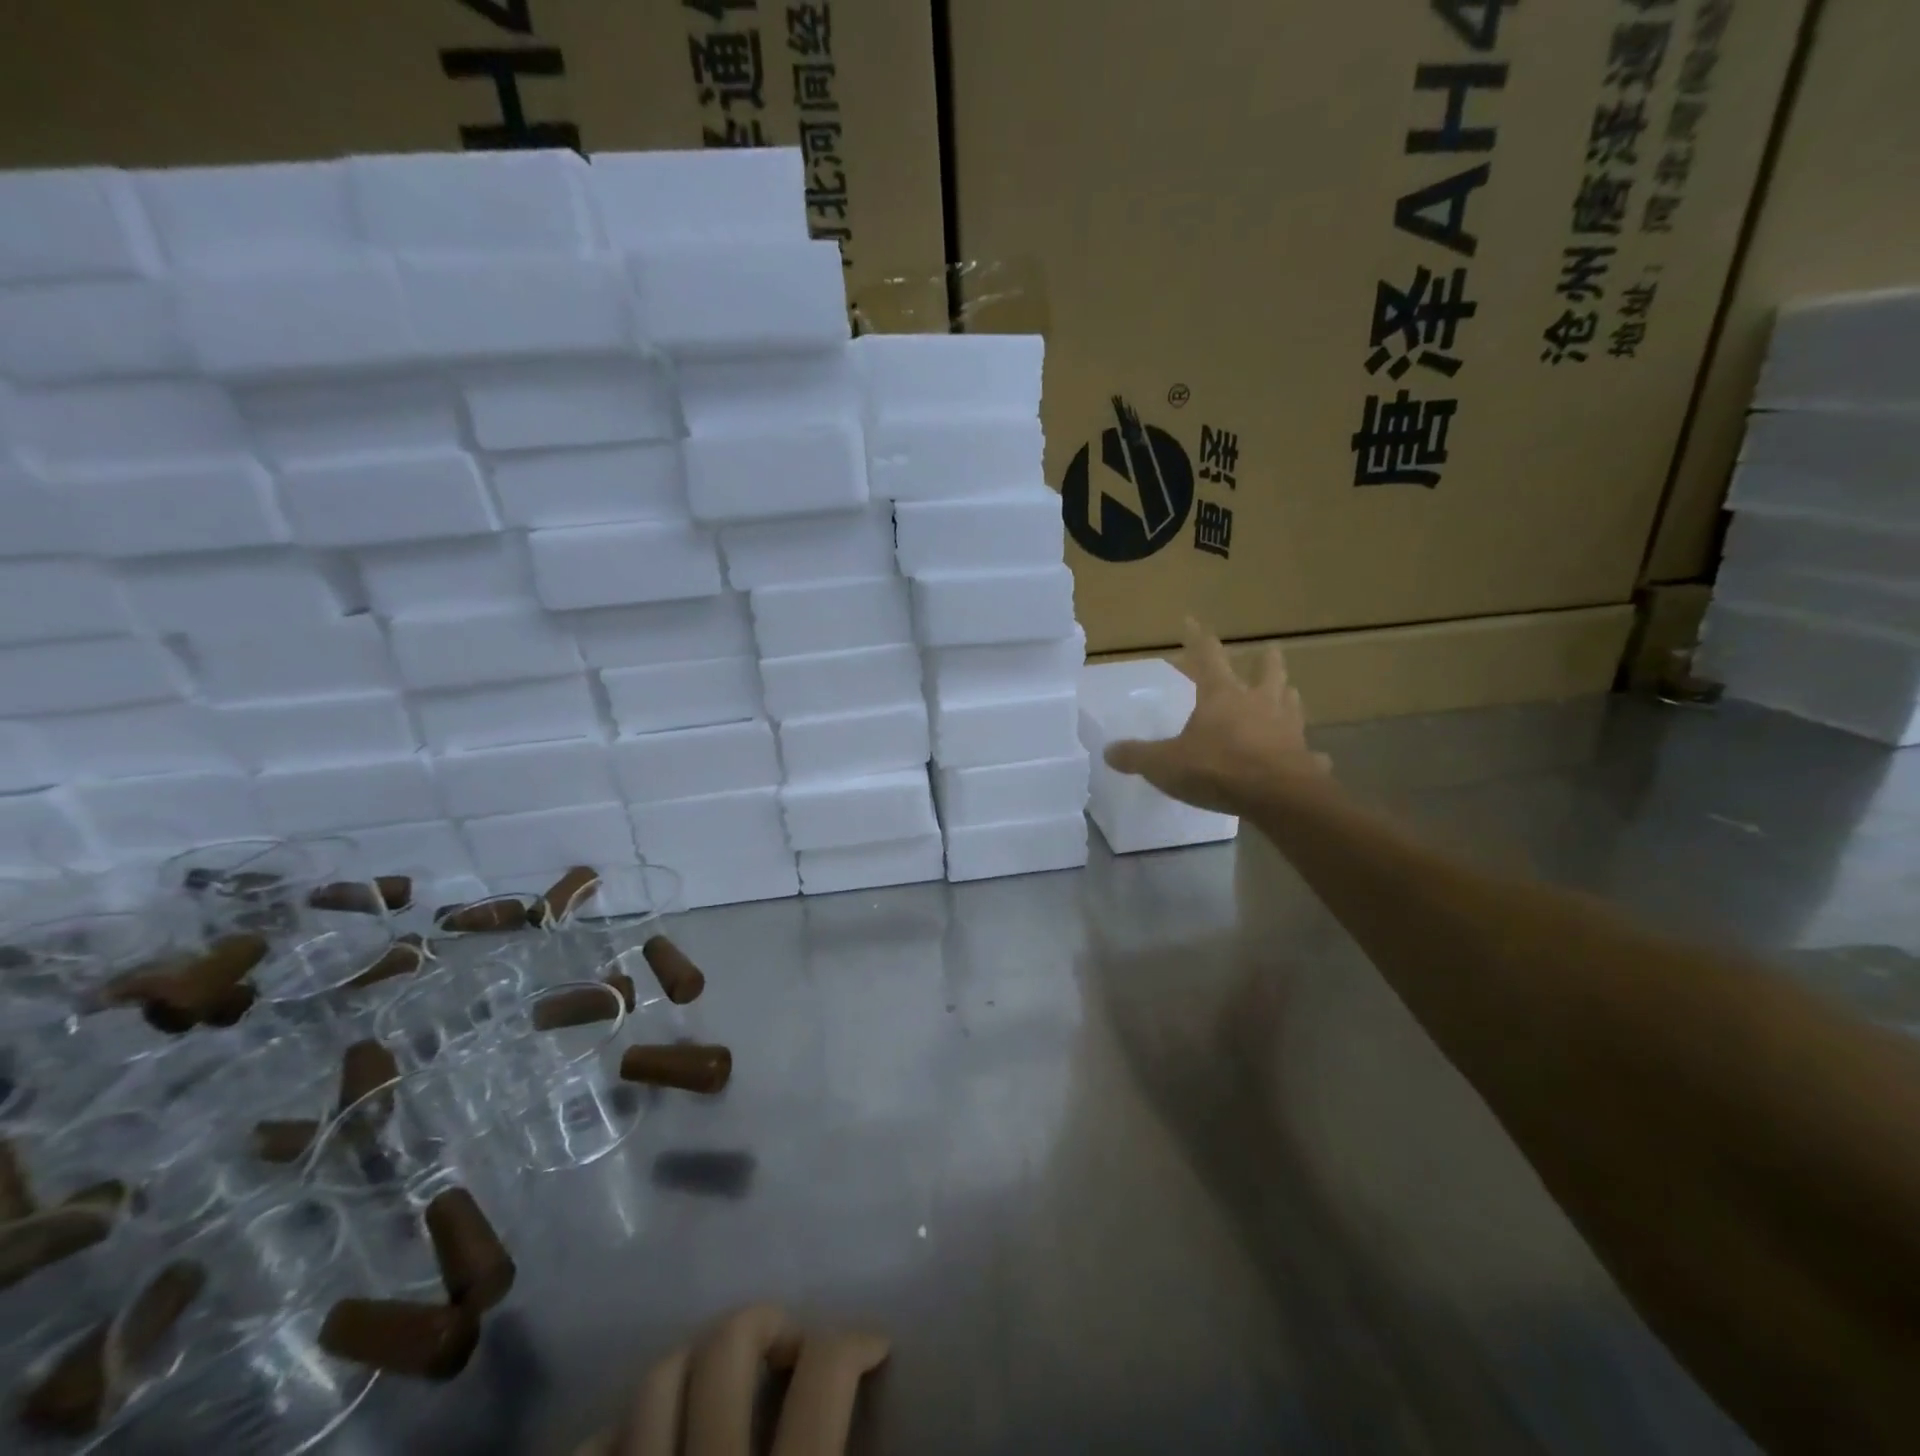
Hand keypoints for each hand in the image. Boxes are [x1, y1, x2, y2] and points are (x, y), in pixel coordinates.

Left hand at [576, 1304, 889, 1455]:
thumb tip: (871, 1400)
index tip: (874, 1344)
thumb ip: (843, 1447)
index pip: (825, 1376)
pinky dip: (617, 1436)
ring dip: (694, 1369)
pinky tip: (643, 1446)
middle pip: (728, 1345)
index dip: (856, 1342)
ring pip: (656, 1380)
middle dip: (765, 1326)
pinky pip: (589, 1447)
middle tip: (788, 1348)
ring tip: (716, 1388)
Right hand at [1103, 617, 1328, 815]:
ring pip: (1292, 702)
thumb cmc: (1216, 769)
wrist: (1276, 797)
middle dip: (1266, 659)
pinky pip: (1310, 753)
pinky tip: (1315, 757)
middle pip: (1267, 672)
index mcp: (1222, 696)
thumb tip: (1108, 751)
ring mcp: (1287, 729)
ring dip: (1288, 696)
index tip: (1192, 621)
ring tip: (1289, 693)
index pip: (1207, 657)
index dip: (1197, 639)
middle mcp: (1259, 703)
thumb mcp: (1164, 764)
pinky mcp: (1306, 758)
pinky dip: (1310, 753)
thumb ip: (1136, 756)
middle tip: (1269, 649)